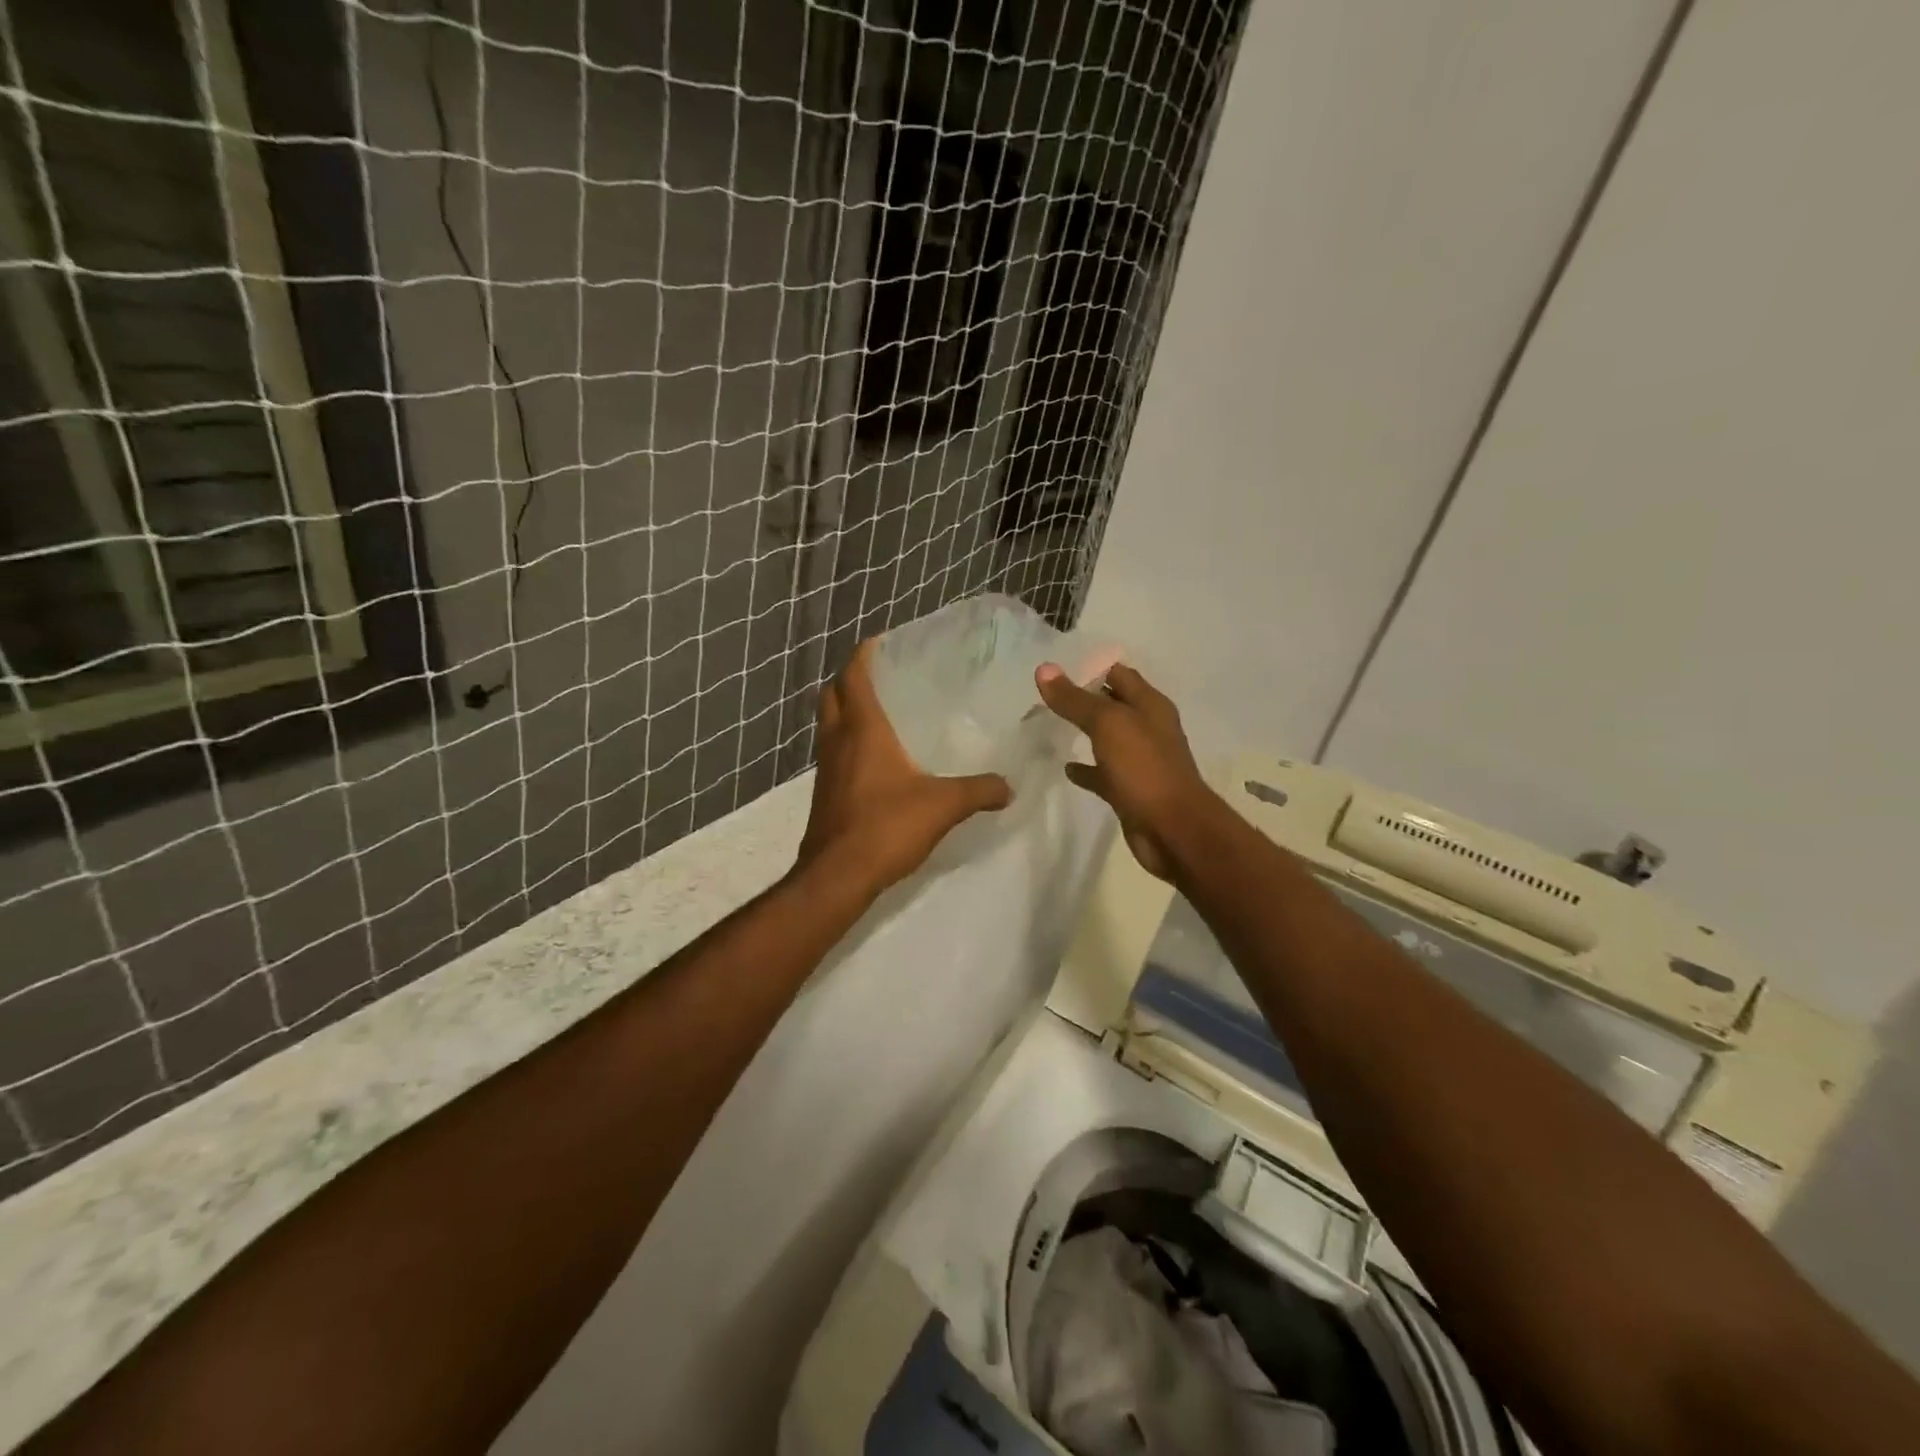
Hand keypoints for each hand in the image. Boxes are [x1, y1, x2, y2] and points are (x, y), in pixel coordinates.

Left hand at [795, 640, 1012, 896]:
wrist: (838, 875)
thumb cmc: (886, 826)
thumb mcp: (943, 805)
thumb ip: (979, 790)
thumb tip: (1009, 786)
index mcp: (862, 729)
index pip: (854, 676)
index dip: (864, 655)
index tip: (881, 642)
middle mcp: (838, 740)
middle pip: (832, 694)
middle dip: (850, 679)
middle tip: (881, 676)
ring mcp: (826, 767)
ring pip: (829, 724)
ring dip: (846, 711)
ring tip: (880, 713)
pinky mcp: (825, 792)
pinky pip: (834, 753)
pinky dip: (848, 743)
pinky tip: (876, 761)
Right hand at [1035, 661, 1219, 880]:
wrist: (1172, 830)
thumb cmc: (1144, 769)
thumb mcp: (1107, 724)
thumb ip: (1075, 699)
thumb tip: (1043, 668)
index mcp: (1150, 705)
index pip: (1119, 674)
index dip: (1091, 668)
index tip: (1055, 669)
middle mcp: (1148, 729)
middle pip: (1113, 705)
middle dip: (1084, 699)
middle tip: (1045, 696)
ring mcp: (1140, 761)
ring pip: (1107, 739)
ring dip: (1084, 732)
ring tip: (1049, 726)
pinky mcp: (1130, 790)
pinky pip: (1104, 774)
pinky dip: (1086, 769)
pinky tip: (1065, 768)